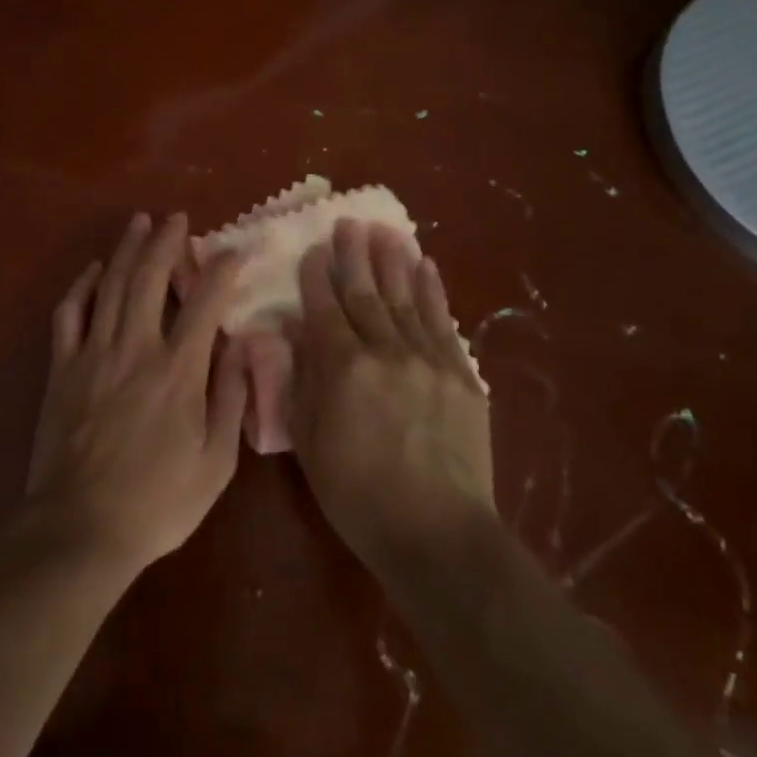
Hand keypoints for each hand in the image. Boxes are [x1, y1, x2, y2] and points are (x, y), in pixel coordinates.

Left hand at [24, 212, 247, 576]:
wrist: (80, 528)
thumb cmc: (157, 502)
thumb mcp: (216, 462)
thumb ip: (230, 399)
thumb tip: (239, 348)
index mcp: (177, 371)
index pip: (204, 302)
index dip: (221, 270)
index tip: (233, 251)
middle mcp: (135, 348)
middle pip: (149, 278)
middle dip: (166, 241)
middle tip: (176, 218)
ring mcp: (92, 353)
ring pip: (110, 284)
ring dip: (126, 249)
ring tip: (138, 222)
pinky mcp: (62, 367)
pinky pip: (69, 312)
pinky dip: (81, 285)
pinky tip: (93, 269)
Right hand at [287, 219, 493, 575]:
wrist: (436, 533)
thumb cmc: (356, 493)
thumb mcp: (309, 440)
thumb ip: (302, 380)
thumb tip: (296, 335)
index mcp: (343, 367)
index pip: (325, 307)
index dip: (316, 276)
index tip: (312, 249)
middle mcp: (385, 351)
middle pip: (366, 293)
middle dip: (354, 255)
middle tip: (348, 222)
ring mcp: (428, 359)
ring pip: (405, 298)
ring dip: (392, 261)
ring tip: (385, 230)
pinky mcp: (460, 375)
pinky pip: (442, 321)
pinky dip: (432, 291)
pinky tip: (425, 266)